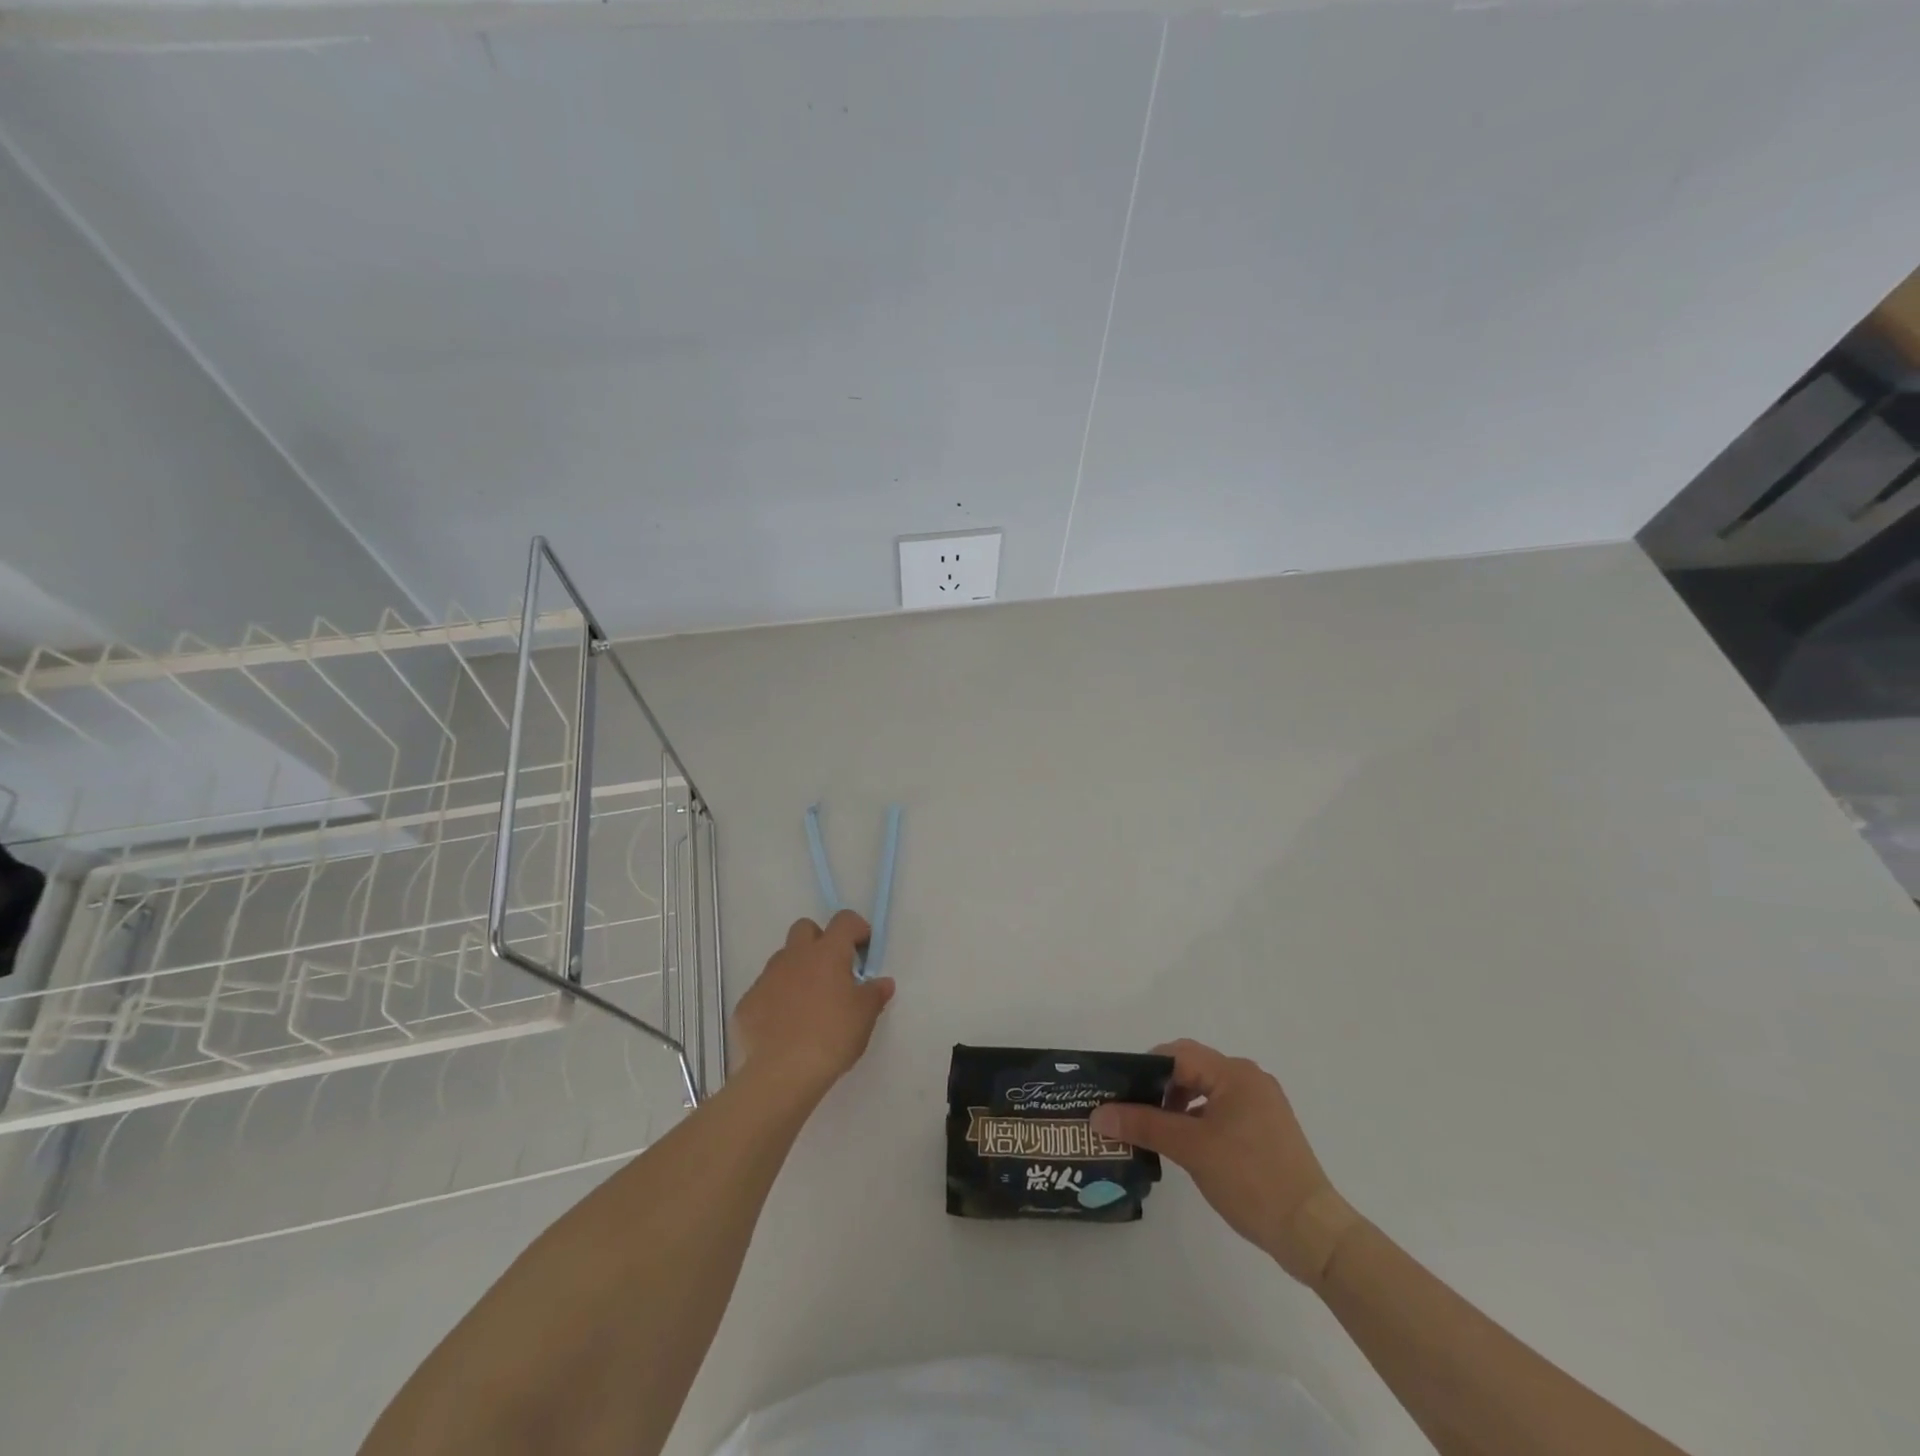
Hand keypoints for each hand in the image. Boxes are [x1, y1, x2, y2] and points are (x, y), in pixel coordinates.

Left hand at [732, 911, 894, 1098]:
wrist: (782, 1072)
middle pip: (805, 929)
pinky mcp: (747, 1002)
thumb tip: (882, 982)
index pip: (844, 920)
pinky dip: (776, 1000)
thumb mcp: (865, 1016)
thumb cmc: (833, 1035)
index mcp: (827, 952)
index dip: (857, 930)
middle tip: (833, 972)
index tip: (863, 952)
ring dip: (797, 972)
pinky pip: (765, 991)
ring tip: (808, 1005)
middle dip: (820, 941)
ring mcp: (767, 977)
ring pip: (783, 960)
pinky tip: (785, 1027)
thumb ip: (875, 993)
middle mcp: (794, 956)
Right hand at [1089, 1039, 1359, 1285]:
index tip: (1120, 1093)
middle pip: (1191, 1068)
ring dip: (1178, 1105)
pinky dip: (1199, 1119)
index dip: (1144, 1069)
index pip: (1177, 1054)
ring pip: (1206, 1090)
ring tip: (1153, 1131)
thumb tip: (1098, 1114)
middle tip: (1131, 1112)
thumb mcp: (1190, 1149)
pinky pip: (1222, 1109)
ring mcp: (1261, 1104)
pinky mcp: (1267, 1128)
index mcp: (1234, 1073)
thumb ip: (1143, 1125)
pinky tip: (1185, 1145)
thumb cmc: (1250, 1179)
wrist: (1312, 1231)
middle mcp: (1249, 1078)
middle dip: (1159, 1088)